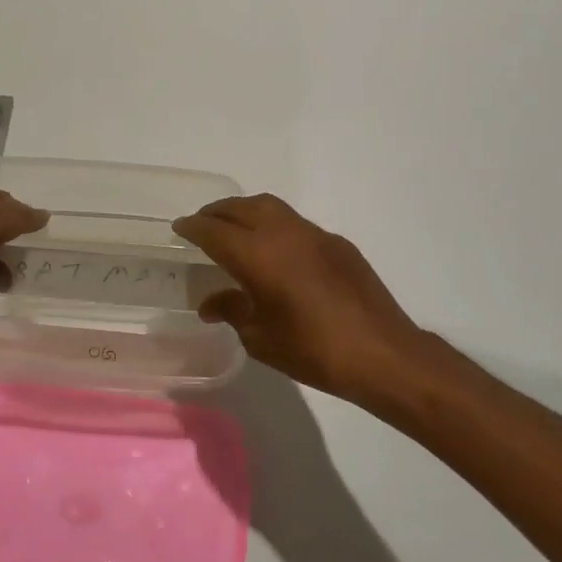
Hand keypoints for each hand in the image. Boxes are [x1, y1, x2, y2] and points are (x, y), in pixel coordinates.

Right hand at [172, 194, 430, 407]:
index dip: (193, 227)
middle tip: (202, 224)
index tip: (179, 228)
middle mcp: (284, 234)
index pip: (215, 231)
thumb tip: (211, 303)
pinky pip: (295, 223)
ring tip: (234, 229)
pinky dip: (275, 226)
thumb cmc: (314, 351)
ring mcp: (314, 234)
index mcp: (258, 256)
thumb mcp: (261, 338)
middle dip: (217, 212)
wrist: (382, 354)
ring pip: (271, 207)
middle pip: (241, 208)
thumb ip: (233, 311)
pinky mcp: (338, 243)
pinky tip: (276, 251)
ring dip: (246, 212)